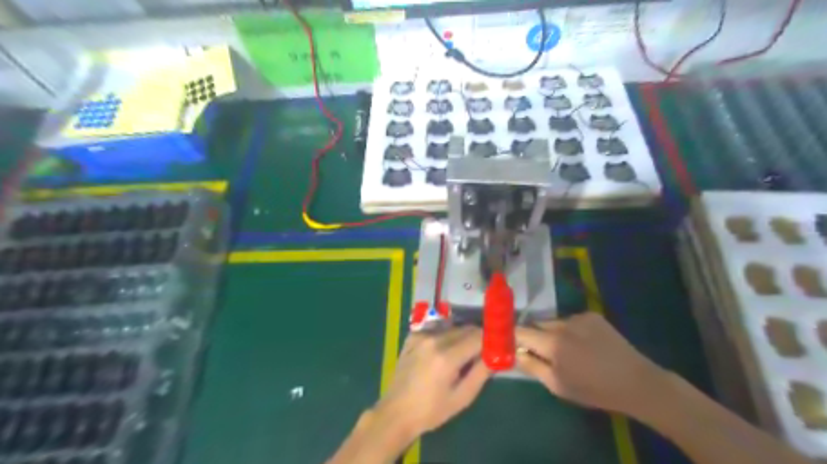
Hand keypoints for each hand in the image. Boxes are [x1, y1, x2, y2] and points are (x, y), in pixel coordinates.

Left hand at [375, 325, 488, 437]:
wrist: (397, 411)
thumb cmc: (432, 410)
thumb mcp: (462, 397)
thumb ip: (481, 373)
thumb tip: (496, 355)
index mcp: (446, 356)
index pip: (477, 337)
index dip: (490, 339)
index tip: (498, 346)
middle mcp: (433, 339)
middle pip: (465, 329)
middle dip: (477, 337)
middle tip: (483, 351)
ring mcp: (420, 335)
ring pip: (451, 327)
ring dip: (462, 336)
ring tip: (463, 354)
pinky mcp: (412, 336)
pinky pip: (436, 329)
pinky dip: (445, 336)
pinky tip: (443, 352)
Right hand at [514, 312, 670, 415]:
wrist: (636, 382)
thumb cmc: (593, 390)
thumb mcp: (557, 385)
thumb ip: (532, 367)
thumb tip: (513, 353)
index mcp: (553, 343)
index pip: (520, 331)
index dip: (512, 335)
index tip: (509, 342)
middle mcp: (563, 324)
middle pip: (536, 324)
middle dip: (533, 335)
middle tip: (539, 351)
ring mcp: (579, 317)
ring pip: (553, 321)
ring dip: (551, 332)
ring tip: (566, 349)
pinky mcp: (592, 315)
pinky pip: (570, 319)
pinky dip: (569, 329)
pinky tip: (583, 343)